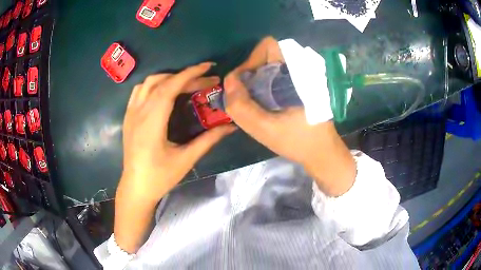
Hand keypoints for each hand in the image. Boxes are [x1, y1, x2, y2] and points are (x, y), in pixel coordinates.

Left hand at [115, 62, 235, 252]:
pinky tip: (164, 92)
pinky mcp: (128, 117)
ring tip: (186, 84)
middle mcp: (139, 112)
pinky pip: (139, 91)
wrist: (136, 188)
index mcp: (152, 121)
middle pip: (162, 82)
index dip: (190, 74)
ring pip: (148, 83)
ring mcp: (131, 113)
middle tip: (206, 82)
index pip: (170, 87)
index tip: (208, 67)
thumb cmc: (160, 177)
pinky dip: (154, 85)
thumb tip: (231, 127)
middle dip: (186, 77)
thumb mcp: (186, 159)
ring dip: (169, 77)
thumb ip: (209, 140)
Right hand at [224, 37, 355, 195]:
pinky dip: (263, 87)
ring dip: (255, 81)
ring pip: (269, 67)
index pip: (268, 47)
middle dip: (250, 73)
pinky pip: (275, 77)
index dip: (250, 60)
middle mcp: (299, 69)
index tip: (243, 84)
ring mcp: (300, 77)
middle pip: (266, 56)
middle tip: (245, 96)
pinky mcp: (299, 86)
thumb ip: (242, 107)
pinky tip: (263, 106)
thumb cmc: (299, 141)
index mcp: (297, 72)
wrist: (322, 152)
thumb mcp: (265, 130)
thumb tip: (228, 82)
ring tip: (253, 103)